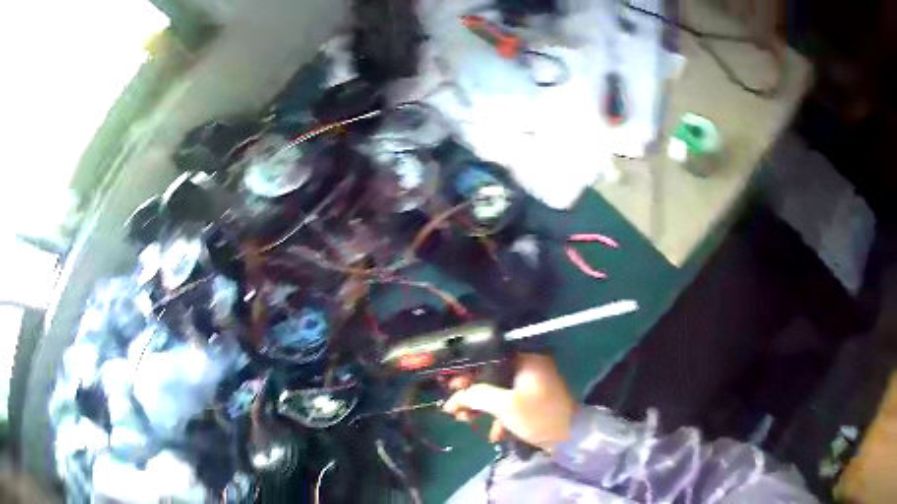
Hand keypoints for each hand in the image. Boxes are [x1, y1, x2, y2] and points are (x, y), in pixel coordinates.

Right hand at [442, 354, 576, 451]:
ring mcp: (532, 386)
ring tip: (466, 421)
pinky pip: (510, 404)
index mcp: (527, 360)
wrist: (570, 439)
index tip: (451, 384)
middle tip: (455, 406)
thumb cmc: (538, 416)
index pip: (490, 357)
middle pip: (492, 376)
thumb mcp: (505, 406)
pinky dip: (499, 417)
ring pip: (499, 392)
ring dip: (482, 408)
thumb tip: (456, 395)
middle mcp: (529, 368)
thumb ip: (478, 395)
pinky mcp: (533, 402)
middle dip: (472, 394)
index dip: (468, 370)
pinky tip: (495, 434)